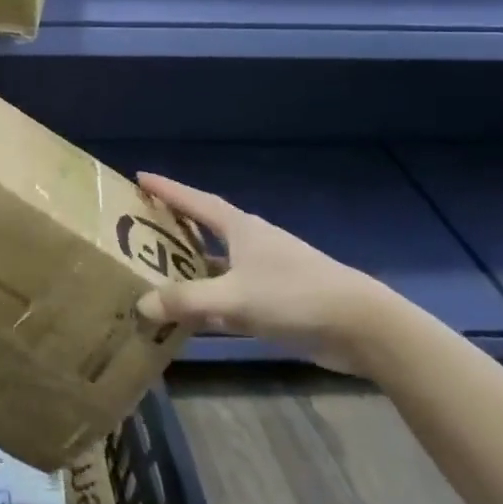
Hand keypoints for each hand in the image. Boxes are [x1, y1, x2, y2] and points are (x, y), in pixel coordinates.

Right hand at [134, 173, 392, 374]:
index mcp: (241, 229)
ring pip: (218, 265)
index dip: (167, 189)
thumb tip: (141, 304)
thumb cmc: (294, 296)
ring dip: (191, 268)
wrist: (363, 327)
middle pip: (205, 229)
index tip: (140, 177)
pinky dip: (210, 301)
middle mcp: (252, 244)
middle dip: (175, 228)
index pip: (195, 201)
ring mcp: (267, 272)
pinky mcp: (278, 299)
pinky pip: (231, 294)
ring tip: (157, 274)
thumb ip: (186, 302)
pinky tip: (193, 317)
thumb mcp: (234, 299)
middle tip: (139, 228)